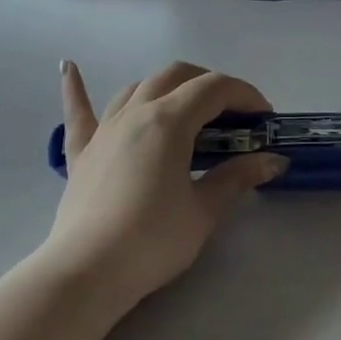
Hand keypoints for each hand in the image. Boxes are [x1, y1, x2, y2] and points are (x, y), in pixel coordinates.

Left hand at [42, 60, 286, 303]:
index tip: (264, 118)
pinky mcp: (81, 153)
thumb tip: (272, 161)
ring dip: (166, 88)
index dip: (244, 95)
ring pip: (136, 88)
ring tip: (185, 107)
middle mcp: (135, 113)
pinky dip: (75, 89)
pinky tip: (68, 67)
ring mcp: (104, 130)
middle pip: (176, 76)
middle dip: (209, 84)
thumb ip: (237, 178)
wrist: (87, 272)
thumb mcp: (204, 211)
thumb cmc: (152, 241)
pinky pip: (78, 112)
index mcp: (168, 121)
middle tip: (232, 115)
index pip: (214, 89)